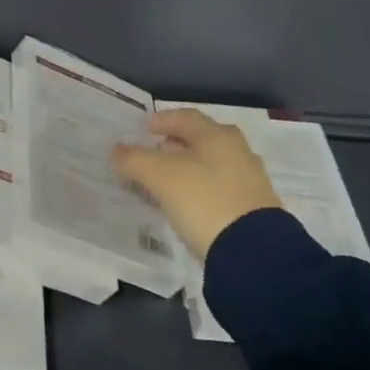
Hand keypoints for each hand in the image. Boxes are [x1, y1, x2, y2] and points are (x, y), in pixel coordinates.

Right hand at [110, 108, 281, 260]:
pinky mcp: (252, 208)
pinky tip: (187, 204)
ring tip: (166, 182)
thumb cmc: (204, 201)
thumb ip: (135, 160)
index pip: (186, 117)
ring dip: (188, 168)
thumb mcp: (161, 178)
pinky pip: (219, 188)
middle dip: (176, 144)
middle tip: (155, 153)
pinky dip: (200, 188)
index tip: (144, 129)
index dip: (163, 120)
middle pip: (202, 139)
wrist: (253, 251)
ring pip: (212, 164)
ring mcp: (248, 180)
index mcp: (217, 136)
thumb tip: (116, 149)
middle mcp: (237, 151)